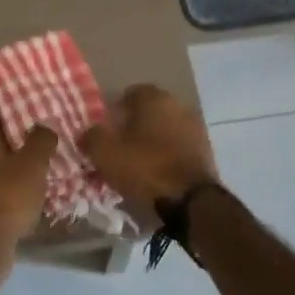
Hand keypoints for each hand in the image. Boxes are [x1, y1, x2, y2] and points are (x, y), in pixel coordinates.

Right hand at [81, 84, 218, 227]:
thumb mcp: (105, 152)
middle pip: (148, 113)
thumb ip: (91, 137)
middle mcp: (177, 104)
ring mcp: (195, 127)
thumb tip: (88, 134)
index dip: (114, 113)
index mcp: (154, 97)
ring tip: (136, 167)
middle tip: (118, 151)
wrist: (191, 200)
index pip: (129, 94)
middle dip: (132, 128)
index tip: (105, 133)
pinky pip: (178, 148)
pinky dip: (166, 157)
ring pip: (164, 131)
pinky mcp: (205, 151)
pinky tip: (156, 176)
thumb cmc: (145, 167)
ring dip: (151, 143)